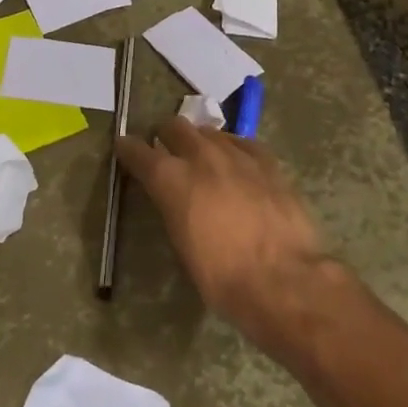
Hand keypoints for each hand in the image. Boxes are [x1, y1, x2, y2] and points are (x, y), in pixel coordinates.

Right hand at [116, 116, 329, 350]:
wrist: (282, 279)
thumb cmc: (222, 277)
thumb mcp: (182, 245)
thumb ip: (174, 209)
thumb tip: (175, 200)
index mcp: (171, 180)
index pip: (139, 151)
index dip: (129, 148)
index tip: (125, 148)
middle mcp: (200, 157)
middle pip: (175, 127)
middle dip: (166, 135)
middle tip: (166, 150)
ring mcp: (237, 155)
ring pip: (210, 131)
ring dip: (200, 141)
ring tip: (203, 156)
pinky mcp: (267, 161)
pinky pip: (243, 142)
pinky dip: (233, 148)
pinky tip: (237, 161)